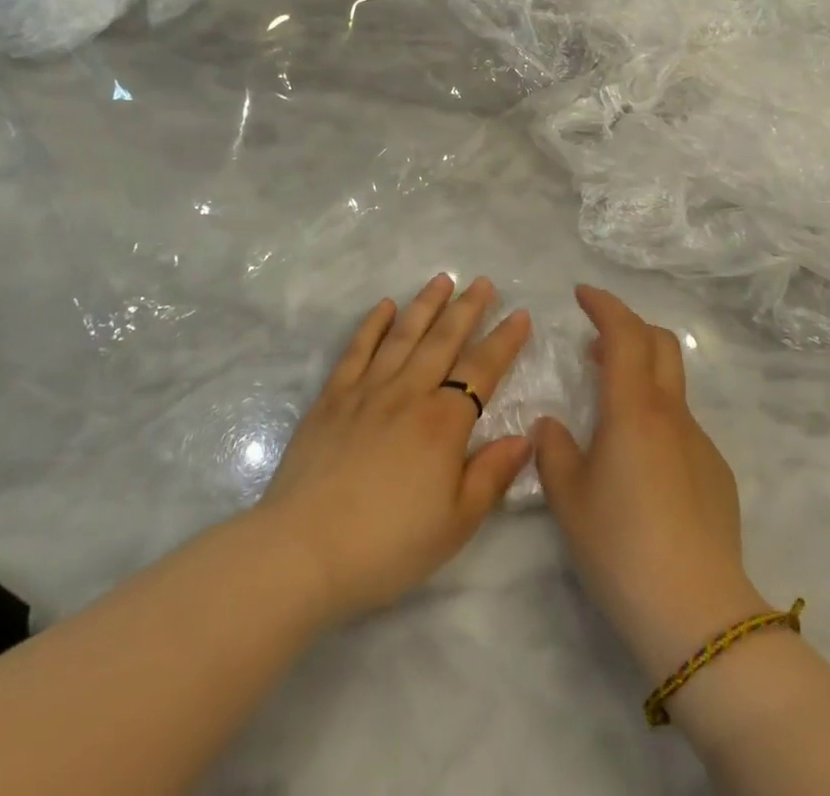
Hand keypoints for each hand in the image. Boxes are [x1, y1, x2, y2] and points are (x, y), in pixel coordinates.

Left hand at [258, 274, 532, 621]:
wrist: (304, 550)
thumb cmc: (387, 545)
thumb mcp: (455, 524)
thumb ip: (491, 475)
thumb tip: (524, 436)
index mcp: (443, 423)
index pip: (482, 370)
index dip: (503, 341)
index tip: (520, 314)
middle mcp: (408, 393)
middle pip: (443, 340)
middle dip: (467, 309)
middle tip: (483, 282)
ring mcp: (366, 390)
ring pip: (403, 335)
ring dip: (425, 305)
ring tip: (442, 280)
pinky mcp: (332, 398)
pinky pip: (357, 349)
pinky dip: (372, 324)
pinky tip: (384, 306)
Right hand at [534, 286, 767, 680]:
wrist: (697, 612)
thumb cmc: (621, 547)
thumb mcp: (568, 499)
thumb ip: (553, 451)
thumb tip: (551, 426)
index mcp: (633, 408)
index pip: (624, 333)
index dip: (604, 305)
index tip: (582, 294)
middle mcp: (671, 413)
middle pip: (659, 343)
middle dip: (628, 327)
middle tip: (595, 341)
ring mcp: (700, 442)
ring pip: (672, 386)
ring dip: (641, 374)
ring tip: (610, 404)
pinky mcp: (716, 473)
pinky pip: (683, 426)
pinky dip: (657, 418)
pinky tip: (641, 466)